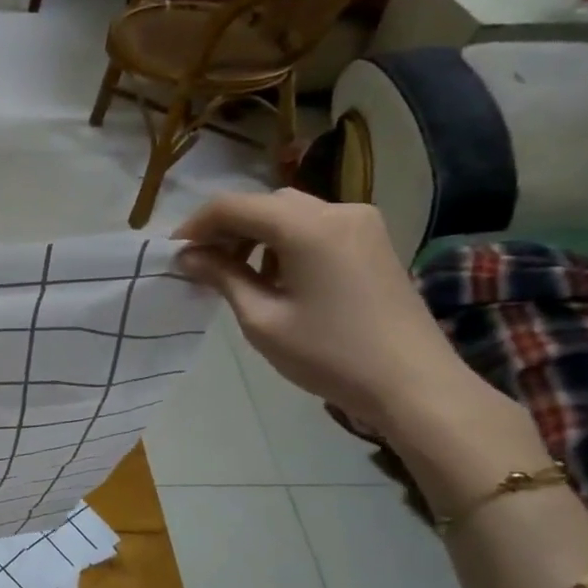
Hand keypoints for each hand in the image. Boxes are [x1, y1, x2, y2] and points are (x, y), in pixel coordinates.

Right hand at [173, 189, 476, 435]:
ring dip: (255, 235)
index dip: (196, 225)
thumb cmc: (330, 354)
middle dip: (226, 228)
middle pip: (264, 204)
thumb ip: (223, 277)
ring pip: (289, 213)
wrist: (413, 383)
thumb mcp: (263, 319)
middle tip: (201, 264)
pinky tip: (274, 276)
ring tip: (234, 273)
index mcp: (308, 227)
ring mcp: (361, 224)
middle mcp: (337, 211)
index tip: (174, 253)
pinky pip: (315, 226)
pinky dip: (284, 242)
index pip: (234, 205)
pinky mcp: (372, 241)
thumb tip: (188, 256)